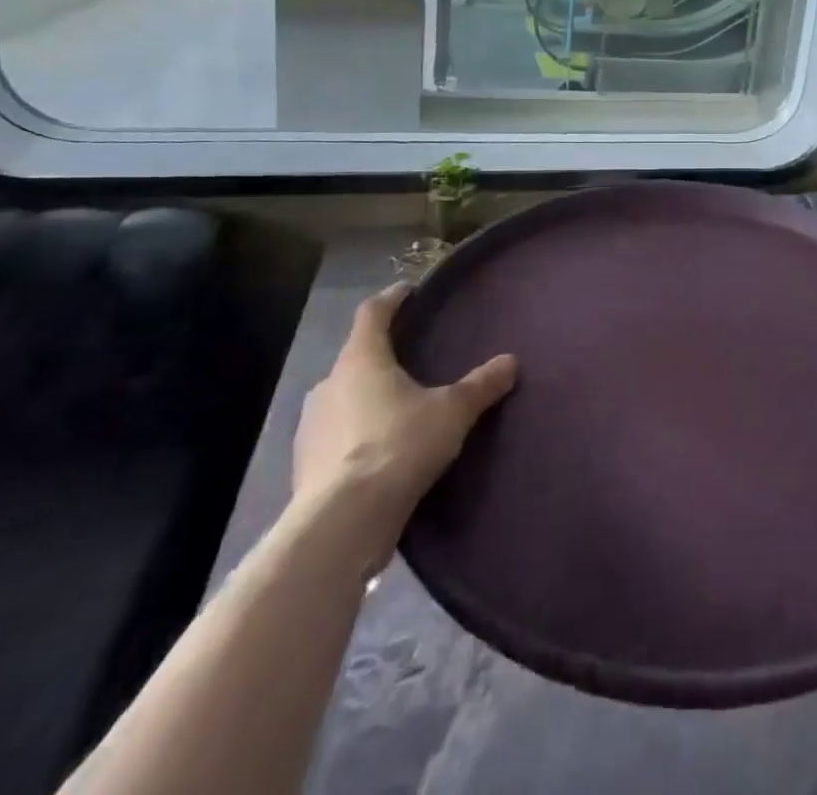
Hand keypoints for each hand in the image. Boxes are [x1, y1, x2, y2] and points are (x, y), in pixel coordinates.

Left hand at [292, 284, 516, 569]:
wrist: (341, 524)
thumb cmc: (398, 447)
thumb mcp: (451, 412)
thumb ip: (480, 385)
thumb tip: (511, 361)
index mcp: (361, 359)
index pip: (373, 312)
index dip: (392, 298)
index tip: (409, 292)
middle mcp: (329, 384)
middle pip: (356, 356)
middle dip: (382, 354)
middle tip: (412, 358)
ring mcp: (311, 426)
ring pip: (343, 397)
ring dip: (367, 397)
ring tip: (399, 408)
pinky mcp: (306, 466)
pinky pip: (336, 436)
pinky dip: (356, 434)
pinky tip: (379, 451)